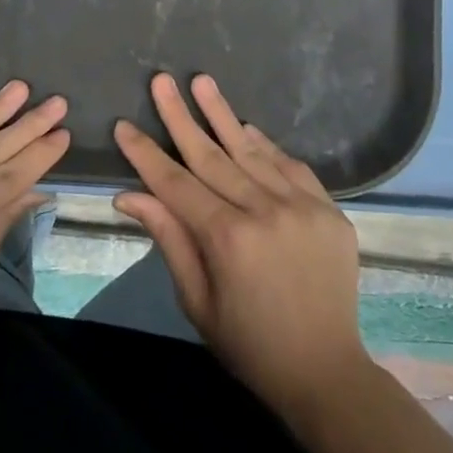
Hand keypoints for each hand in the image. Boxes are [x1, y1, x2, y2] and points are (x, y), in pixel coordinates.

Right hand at [113, 73, 372, 419]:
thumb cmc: (249, 345)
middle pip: (212, 155)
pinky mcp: (329, 209)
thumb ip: (169, 239)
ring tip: (202, 81)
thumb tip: (129, 195)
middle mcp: (265, 211)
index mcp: (228, 239)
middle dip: (181, 116)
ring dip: (223, 115)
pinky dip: (266, 145)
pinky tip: (246, 127)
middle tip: (162, 80)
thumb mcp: (197, 301)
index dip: (146, 154)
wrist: (326, 372)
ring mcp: (302, 206)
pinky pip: (290, 165)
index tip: (124, 125)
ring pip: (252, 151)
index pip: (175, 184)